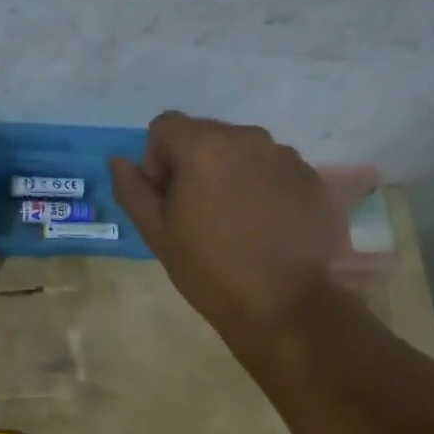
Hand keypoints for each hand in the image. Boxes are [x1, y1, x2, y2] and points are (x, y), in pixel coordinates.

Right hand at [110, 112, 343, 345]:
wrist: (292, 308)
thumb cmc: (213, 273)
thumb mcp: (159, 236)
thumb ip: (133, 191)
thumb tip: (119, 162)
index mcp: (205, 147)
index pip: (165, 126)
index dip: (157, 159)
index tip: (167, 198)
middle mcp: (249, 138)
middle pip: (206, 135)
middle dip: (193, 165)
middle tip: (198, 215)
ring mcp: (287, 156)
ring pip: (243, 151)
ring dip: (230, 174)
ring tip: (236, 223)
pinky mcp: (314, 178)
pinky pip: (274, 170)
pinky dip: (263, 187)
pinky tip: (267, 228)